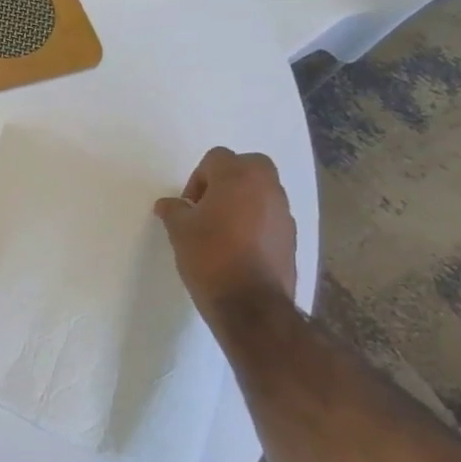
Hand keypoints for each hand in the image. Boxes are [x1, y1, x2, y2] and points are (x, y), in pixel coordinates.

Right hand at [154, 147, 297, 322]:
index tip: (189, 205)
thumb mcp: (179, 231)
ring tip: (221, 229)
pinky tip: (238, 247)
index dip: (198, 177)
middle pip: (249, 165)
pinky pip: (271, 216)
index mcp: (238, 178)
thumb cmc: (210, 257)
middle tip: (208, 205)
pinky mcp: (292, 237)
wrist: (251, 304)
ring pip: (263, 191)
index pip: (217, 157)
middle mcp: (268, 188)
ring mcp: (284, 213)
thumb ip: (174, 210)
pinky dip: (255, 221)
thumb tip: (168, 204)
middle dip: (228, 179)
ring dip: (243, 200)